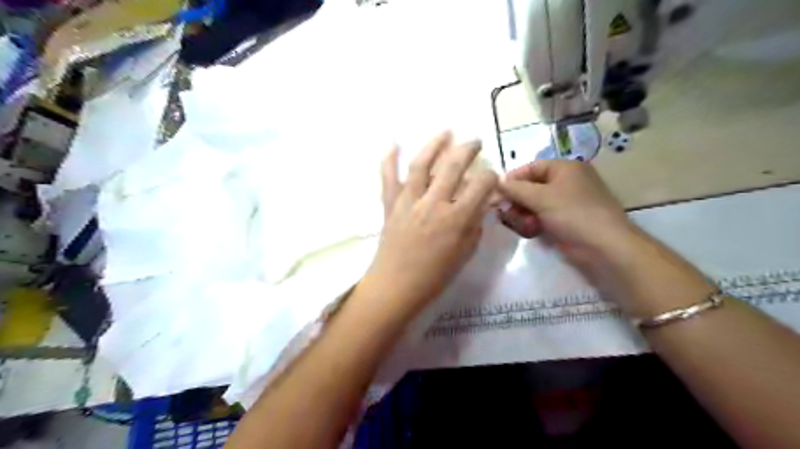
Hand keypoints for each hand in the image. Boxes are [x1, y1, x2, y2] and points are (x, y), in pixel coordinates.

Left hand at [365, 131, 497, 313]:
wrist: (396, 286)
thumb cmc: (435, 275)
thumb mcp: (465, 252)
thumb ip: (474, 224)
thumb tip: (479, 204)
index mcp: (457, 218)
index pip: (481, 184)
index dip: (490, 176)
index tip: (491, 177)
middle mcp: (434, 203)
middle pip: (453, 166)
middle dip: (468, 150)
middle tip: (474, 142)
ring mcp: (409, 201)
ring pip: (422, 164)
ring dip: (435, 144)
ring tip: (446, 132)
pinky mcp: (391, 204)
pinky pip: (388, 177)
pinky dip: (389, 159)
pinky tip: (393, 143)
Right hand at [499, 162, 635, 270]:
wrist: (604, 247)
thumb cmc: (573, 214)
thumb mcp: (541, 197)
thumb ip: (515, 189)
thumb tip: (496, 182)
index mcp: (565, 168)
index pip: (531, 167)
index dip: (513, 179)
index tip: (496, 192)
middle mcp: (566, 182)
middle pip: (531, 187)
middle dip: (517, 200)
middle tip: (505, 212)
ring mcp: (566, 203)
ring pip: (534, 204)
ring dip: (523, 214)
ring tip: (522, 225)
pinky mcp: (565, 222)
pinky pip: (541, 217)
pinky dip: (533, 223)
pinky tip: (531, 232)